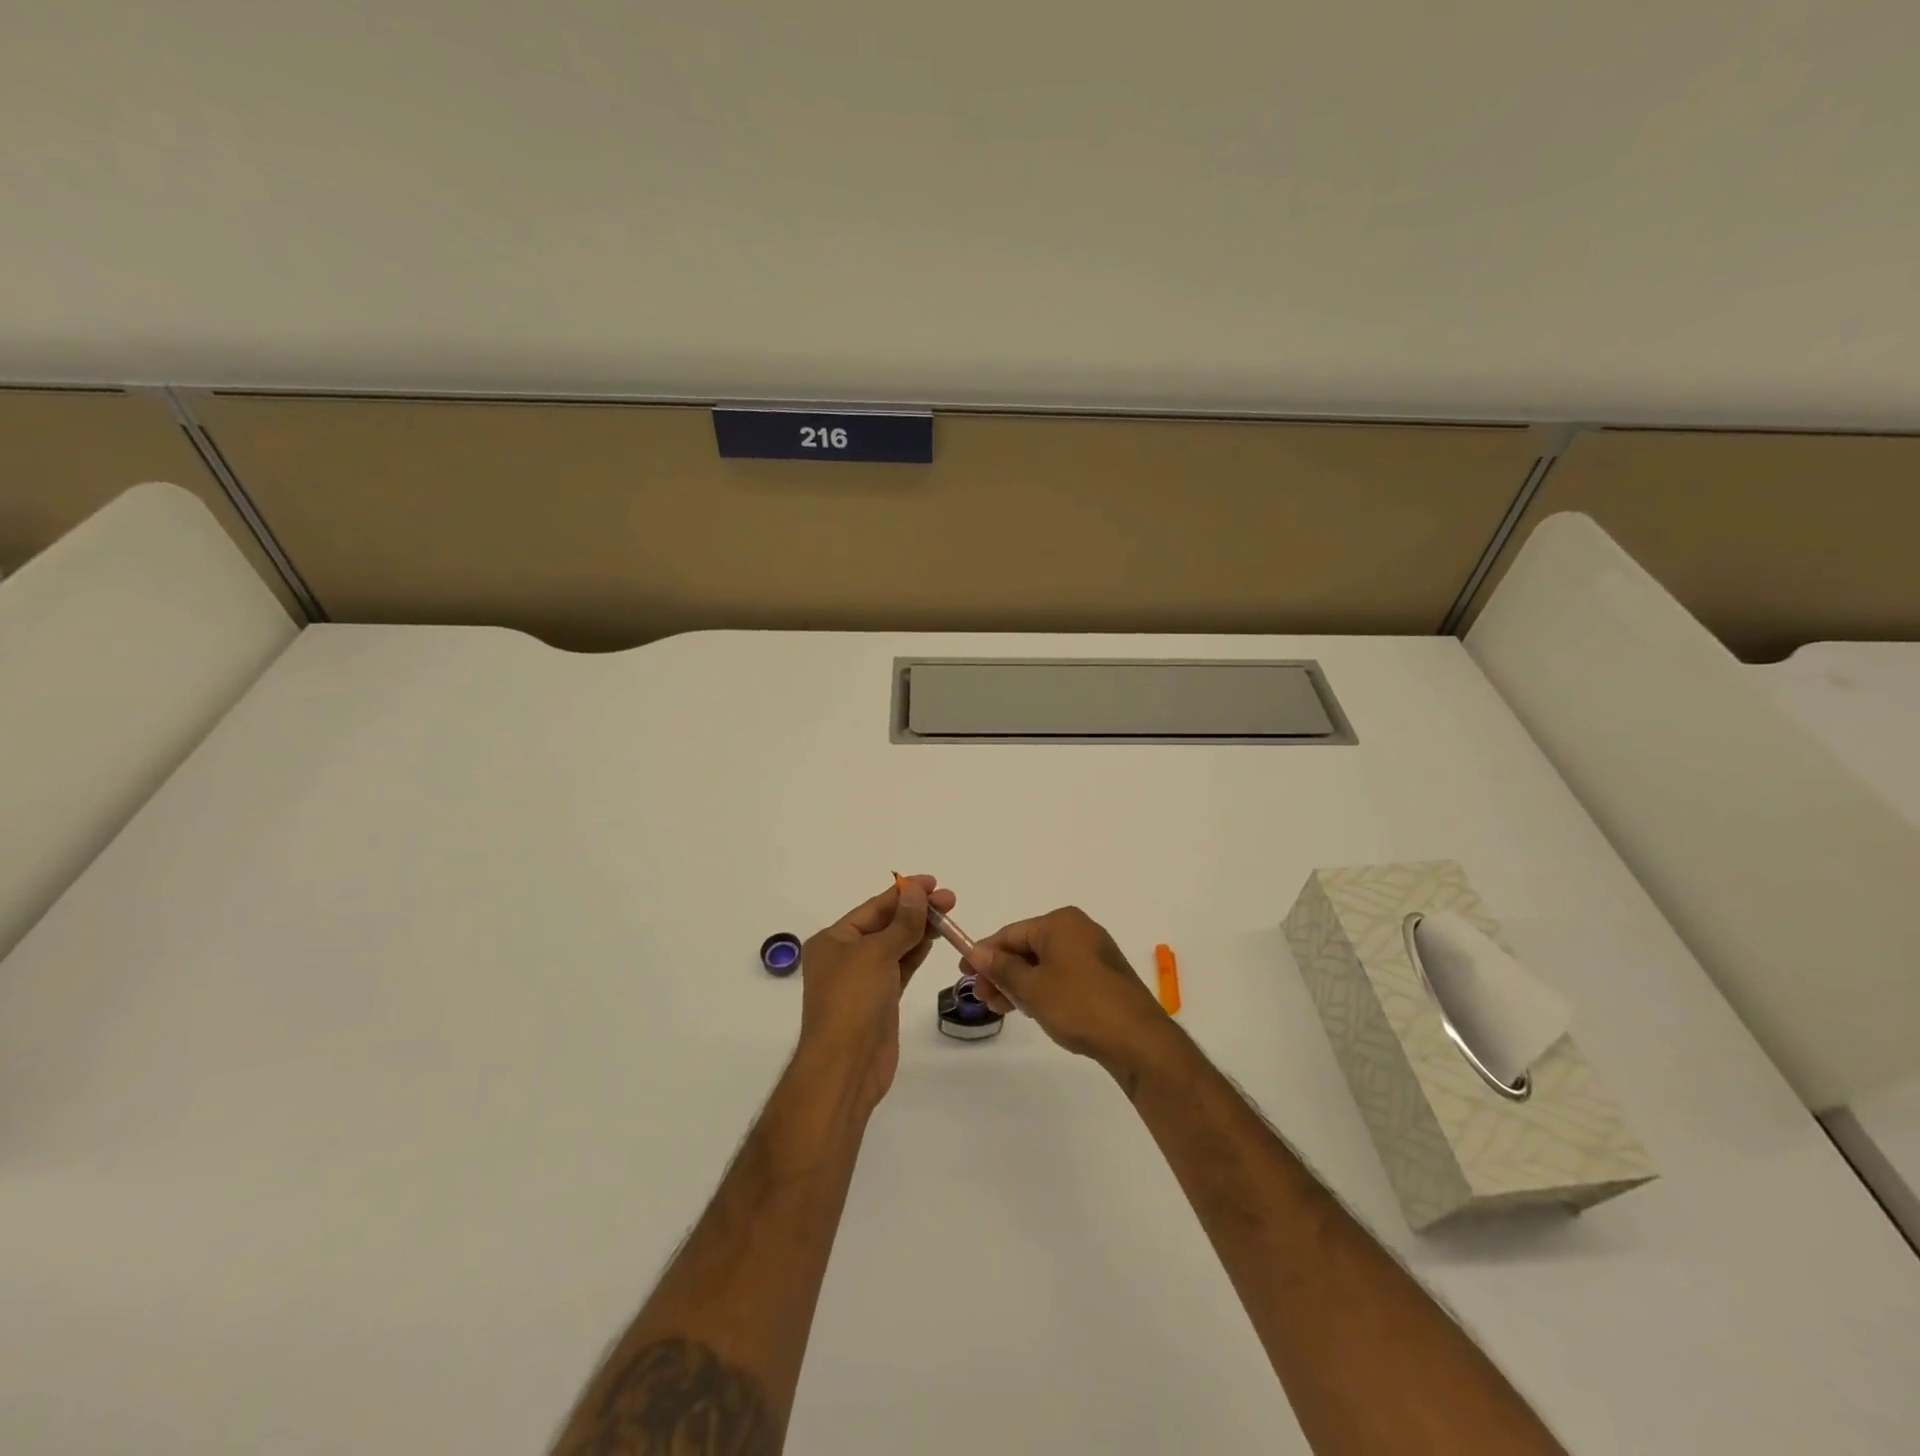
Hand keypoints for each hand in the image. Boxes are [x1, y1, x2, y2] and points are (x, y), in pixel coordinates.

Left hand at [798, 874, 955, 1111]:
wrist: (846, 1066)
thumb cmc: (853, 1001)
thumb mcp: (876, 954)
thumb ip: (902, 923)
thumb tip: (916, 891)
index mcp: (833, 940)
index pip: (873, 908)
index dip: (903, 893)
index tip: (933, 882)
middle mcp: (846, 957)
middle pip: (886, 925)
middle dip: (916, 910)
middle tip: (950, 900)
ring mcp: (864, 980)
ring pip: (896, 946)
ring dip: (920, 930)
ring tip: (949, 916)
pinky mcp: (881, 1001)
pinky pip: (901, 968)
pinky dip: (916, 953)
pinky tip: (934, 940)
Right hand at [964, 907, 1170, 1076]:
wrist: (1137, 1039)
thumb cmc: (1079, 1005)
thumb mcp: (1032, 987)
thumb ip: (1002, 968)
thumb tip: (977, 952)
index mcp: (1060, 922)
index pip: (1011, 933)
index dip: (985, 953)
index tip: (963, 973)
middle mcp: (1078, 930)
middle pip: (1028, 947)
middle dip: (1002, 972)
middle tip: (982, 998)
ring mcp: (1093, 953)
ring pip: (1044, 964)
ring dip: (1020, 984)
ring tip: (1000, 1009)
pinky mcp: (1102, 977)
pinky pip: (1062, 975)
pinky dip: (1043, 989)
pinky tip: (1030, 1009)